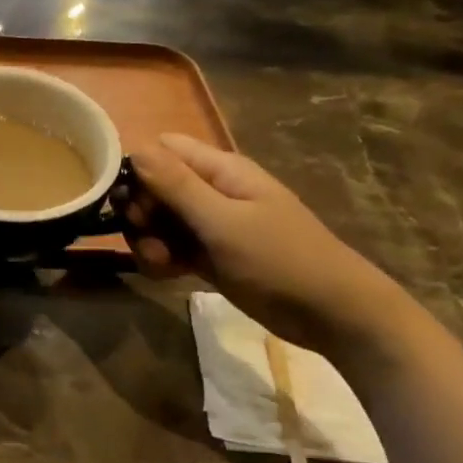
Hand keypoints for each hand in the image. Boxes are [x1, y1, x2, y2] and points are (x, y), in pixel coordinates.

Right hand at [126, 133, 406, 355]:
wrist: (329, 314)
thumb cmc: (279, 259)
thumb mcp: (222, 221)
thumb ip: (176, 186)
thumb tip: (135, 149)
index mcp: (220, 170)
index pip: (162, 150)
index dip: (139, 171)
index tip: (132, 203)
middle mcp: (211, 191)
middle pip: (154, 187)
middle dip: (141, 213)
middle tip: (147, 238)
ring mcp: (209, 224)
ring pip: (158, 221)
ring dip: (148, 241)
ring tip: (163, 263)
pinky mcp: (208, 255)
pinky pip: (170, 247)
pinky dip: (162, 260)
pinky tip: (170, 275)